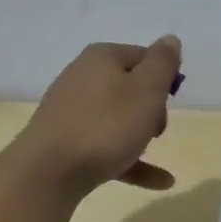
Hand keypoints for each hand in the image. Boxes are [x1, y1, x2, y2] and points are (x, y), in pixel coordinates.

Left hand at [12, 36, 182, 197]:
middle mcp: (83, 77)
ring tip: (152, 151)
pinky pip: (107, 146)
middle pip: (130, 87)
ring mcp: (71, 111)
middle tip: (157, 128)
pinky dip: (130, 159)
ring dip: (141, 134)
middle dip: (152, 108)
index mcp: (102, 58)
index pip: (144, 56)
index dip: (164, 77)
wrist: (48, 172)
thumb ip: (162, 63)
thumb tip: (169, 39)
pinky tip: (159, 181)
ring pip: (118, 118)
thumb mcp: (146, 90)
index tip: (172, 100)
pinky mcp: (66, 141)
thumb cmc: (106, 125)